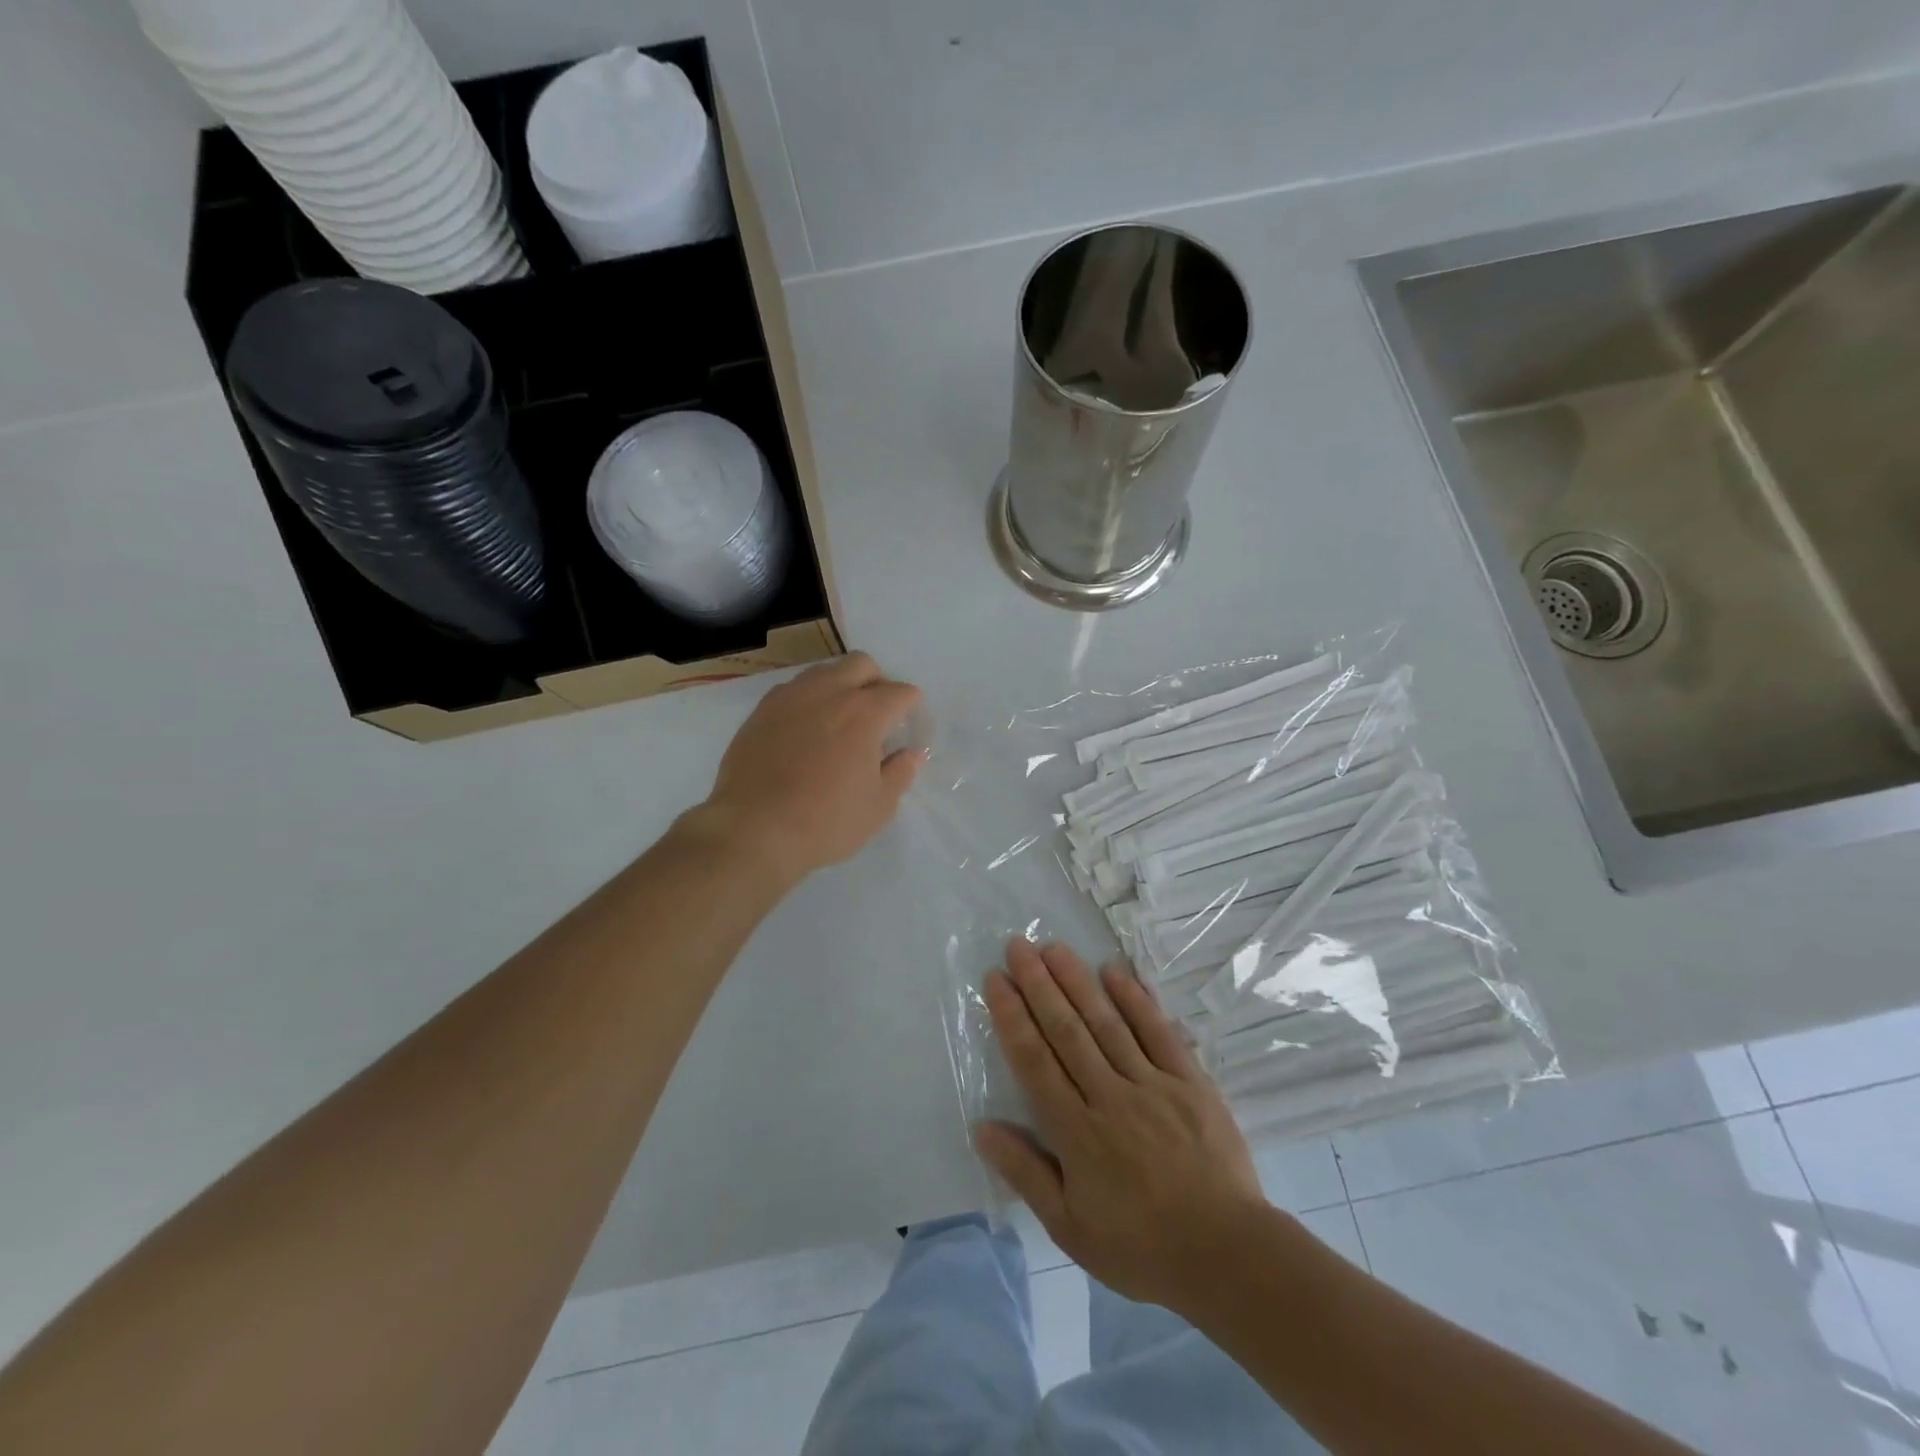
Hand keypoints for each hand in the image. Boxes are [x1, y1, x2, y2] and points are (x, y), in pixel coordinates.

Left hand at [697, 653, 924, 885]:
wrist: (753, 831)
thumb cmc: (825, 823)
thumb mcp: (878, 807)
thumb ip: (900, 773)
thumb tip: (910, 754)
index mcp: (864, 713)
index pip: (901, 692)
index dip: (912, 709)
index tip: (908, 730)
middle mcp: (828, 693)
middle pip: (862, 664)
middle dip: (877, 682)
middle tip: (877, 716)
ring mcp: (790, 698)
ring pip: (825, 671)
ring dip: (841, 686)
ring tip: (839, 721)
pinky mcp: (761, 711)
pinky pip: (793, 690)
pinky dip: (809, 701)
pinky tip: (805, 731)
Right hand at [974, 940, 1269, 1311]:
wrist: (1227, 1255)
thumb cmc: (1140, 1246)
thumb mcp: (1070, 1227)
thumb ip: (1026, 1173)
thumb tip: (982, 1127)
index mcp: (1076, 1132)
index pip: (1035, 1061)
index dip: (1012, 1016)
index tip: (996, 979)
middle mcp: (1109, 1096)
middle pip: (1067, 1030)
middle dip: (1038, 984)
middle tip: (1018, 945)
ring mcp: (1152, 1084)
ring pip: (1106, 1022)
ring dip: (1078, 981)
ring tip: (1054, 947)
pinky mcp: (1190, 1081)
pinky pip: (1158, 1032)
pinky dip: (1136, 999)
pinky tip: (1115, 972)